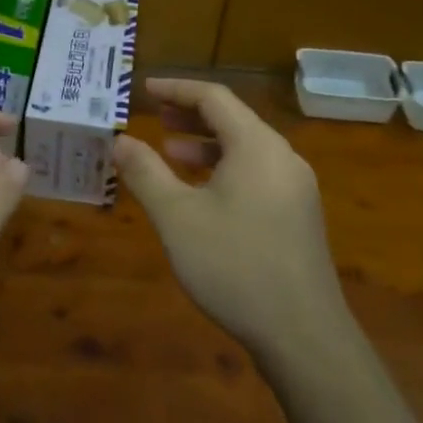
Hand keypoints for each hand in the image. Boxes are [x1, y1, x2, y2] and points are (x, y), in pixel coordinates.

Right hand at [114, 78, 349, 360]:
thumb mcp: (177, 217)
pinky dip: (225, 171)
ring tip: (170, 153)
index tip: (144, 89)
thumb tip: (120, 140)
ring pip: (246, 150)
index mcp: (257, 145)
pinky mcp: (298, 216)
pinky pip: (256, 175)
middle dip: (191, 116)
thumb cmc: (234, 265)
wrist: (302, 333)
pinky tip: (203, 195)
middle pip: (233, 120)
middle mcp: (282, 157)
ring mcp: (295, 188)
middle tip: (155, 118)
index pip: (214, 97)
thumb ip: (146, 173)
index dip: (176, 89)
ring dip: (206, 146)